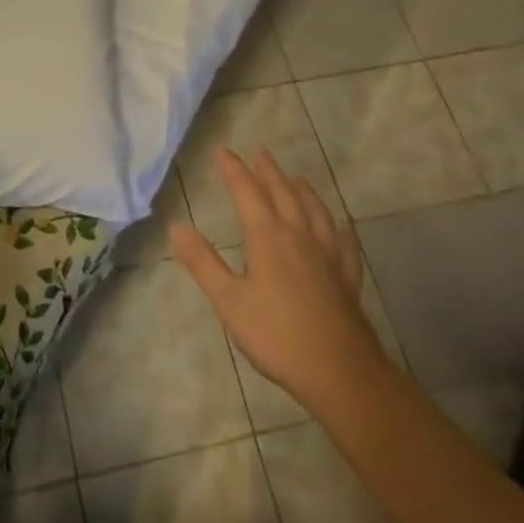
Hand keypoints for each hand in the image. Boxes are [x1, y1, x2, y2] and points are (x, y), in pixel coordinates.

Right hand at [172, 147, 388, 413]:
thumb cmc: (276, 335)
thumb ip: (203, 262)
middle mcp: (300, 236)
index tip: (223, 151)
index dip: (234, 170)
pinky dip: (336, 227)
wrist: (339, 371)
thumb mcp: (228, 301)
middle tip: (260, 152)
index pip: (248, 193)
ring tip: (295, 178)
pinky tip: (337, 228)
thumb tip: (176, 226)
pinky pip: (343, 241)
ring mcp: (328, 255)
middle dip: (269, 172)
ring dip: (302, 190)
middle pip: (283, 194)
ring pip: (315, 211)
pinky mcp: (347, 277)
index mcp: (268, 237)